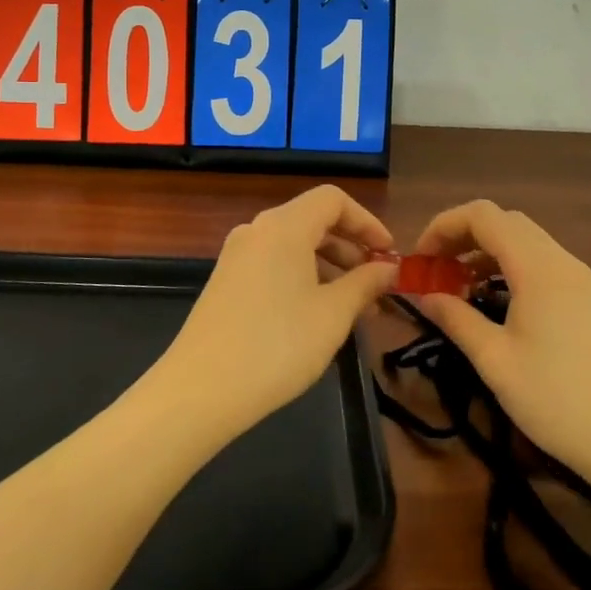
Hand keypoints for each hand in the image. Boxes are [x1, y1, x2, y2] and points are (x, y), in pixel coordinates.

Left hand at [158, 185, 397, 437]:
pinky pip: (274, 264)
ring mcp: (236, 256)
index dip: (368, 221)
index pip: (333, 199)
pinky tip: (317, 315)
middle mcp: (257, 230)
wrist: (201, 389)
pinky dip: (303, 277)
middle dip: (351, 248)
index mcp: (284, 226)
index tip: (389, 255)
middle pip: (313, 220)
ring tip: (354, 307)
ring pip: (294, 245)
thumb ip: (365, 283)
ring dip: (329, 266)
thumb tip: (388, 267)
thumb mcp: (333, 314)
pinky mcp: (225, 282)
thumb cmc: (278, 345)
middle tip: (377, 285)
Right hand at [412, 200, 590, 475]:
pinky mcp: (586, 298)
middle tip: (434, 270)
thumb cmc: (557, 401)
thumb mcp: (494, 360)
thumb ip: (455, 318)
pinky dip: (508, 265)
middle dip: (461, 236)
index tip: (419, 260)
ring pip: (523, 240)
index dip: (443, 226)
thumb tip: (422, 294)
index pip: (482, 216)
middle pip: (503, 221)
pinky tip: (492, 299)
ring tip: (456, 285)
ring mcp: (578, 278)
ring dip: (484, 250)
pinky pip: (540, 261)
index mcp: (537, 267)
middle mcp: (560, 260)